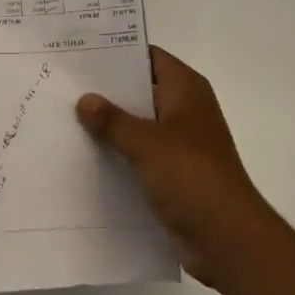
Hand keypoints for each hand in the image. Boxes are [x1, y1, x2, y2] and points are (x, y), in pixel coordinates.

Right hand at [77, 46, 284, 293]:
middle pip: (141, 90)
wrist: (228, 240)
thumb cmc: (191, 176)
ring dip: (111, 126)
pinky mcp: (175, 174)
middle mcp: (185, 110)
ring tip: (66, 118)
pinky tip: (86, 156)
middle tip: (66, 85)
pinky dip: (119, 154)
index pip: (148, 57)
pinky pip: (140, 155)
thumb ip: (113, 120)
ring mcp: (181, 144)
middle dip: (107, 91)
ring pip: (139, 125)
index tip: (81, 53)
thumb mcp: (146, 143)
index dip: (117, 53)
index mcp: (186, 89)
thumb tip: (85, 99)